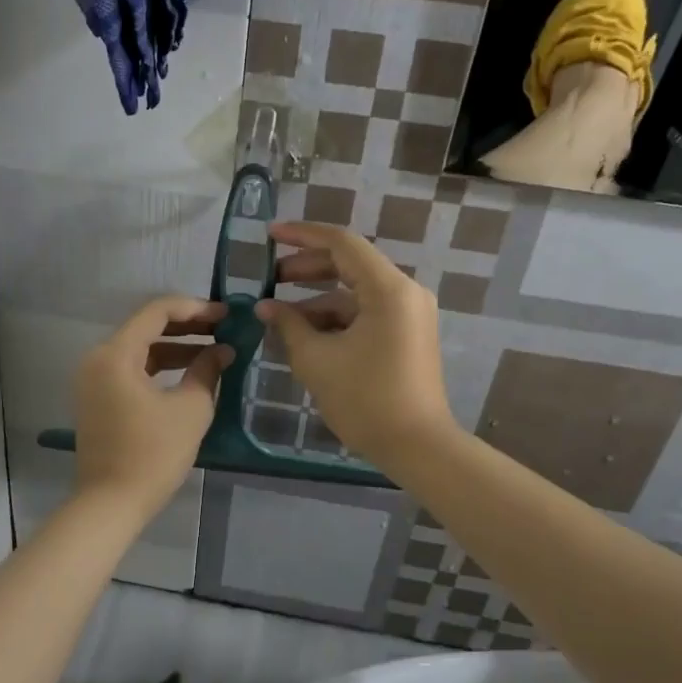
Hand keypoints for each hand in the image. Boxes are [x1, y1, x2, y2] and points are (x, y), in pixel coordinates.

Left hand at [74, 297, 232, 519]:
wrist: (110, 504)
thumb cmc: (153, 454)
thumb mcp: (190, 409)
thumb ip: (207, 371)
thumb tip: (222, 351)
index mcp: (116, 354)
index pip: (157, 312)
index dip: (195, 309)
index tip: (226, 315)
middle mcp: (98, 359)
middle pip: (146, 328)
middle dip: (187, 327)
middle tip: (224, 329)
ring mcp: (94, 380)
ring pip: (140, 350)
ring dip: (175, 348)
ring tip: (214, 352)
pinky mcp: (98, 399)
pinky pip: (131, 370)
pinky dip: (159, 368)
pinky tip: (189, 373)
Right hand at [256, 223, 455, 466]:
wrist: (417, 447)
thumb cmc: (365, 399)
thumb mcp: (317, 360)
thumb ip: (288, 325)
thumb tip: (265, 307)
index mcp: (388, 289)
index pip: (342, 243)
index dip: (302, 235)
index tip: (270, 236)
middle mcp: (404, 292)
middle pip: (349, 264)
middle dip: (306, 269)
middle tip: (270, 279)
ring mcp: (408, 314)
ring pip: (355, 292)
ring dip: (317, 299)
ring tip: (279, 317)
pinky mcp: (406, 334)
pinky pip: (366, 313)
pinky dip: (335, 318)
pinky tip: (305, 336)